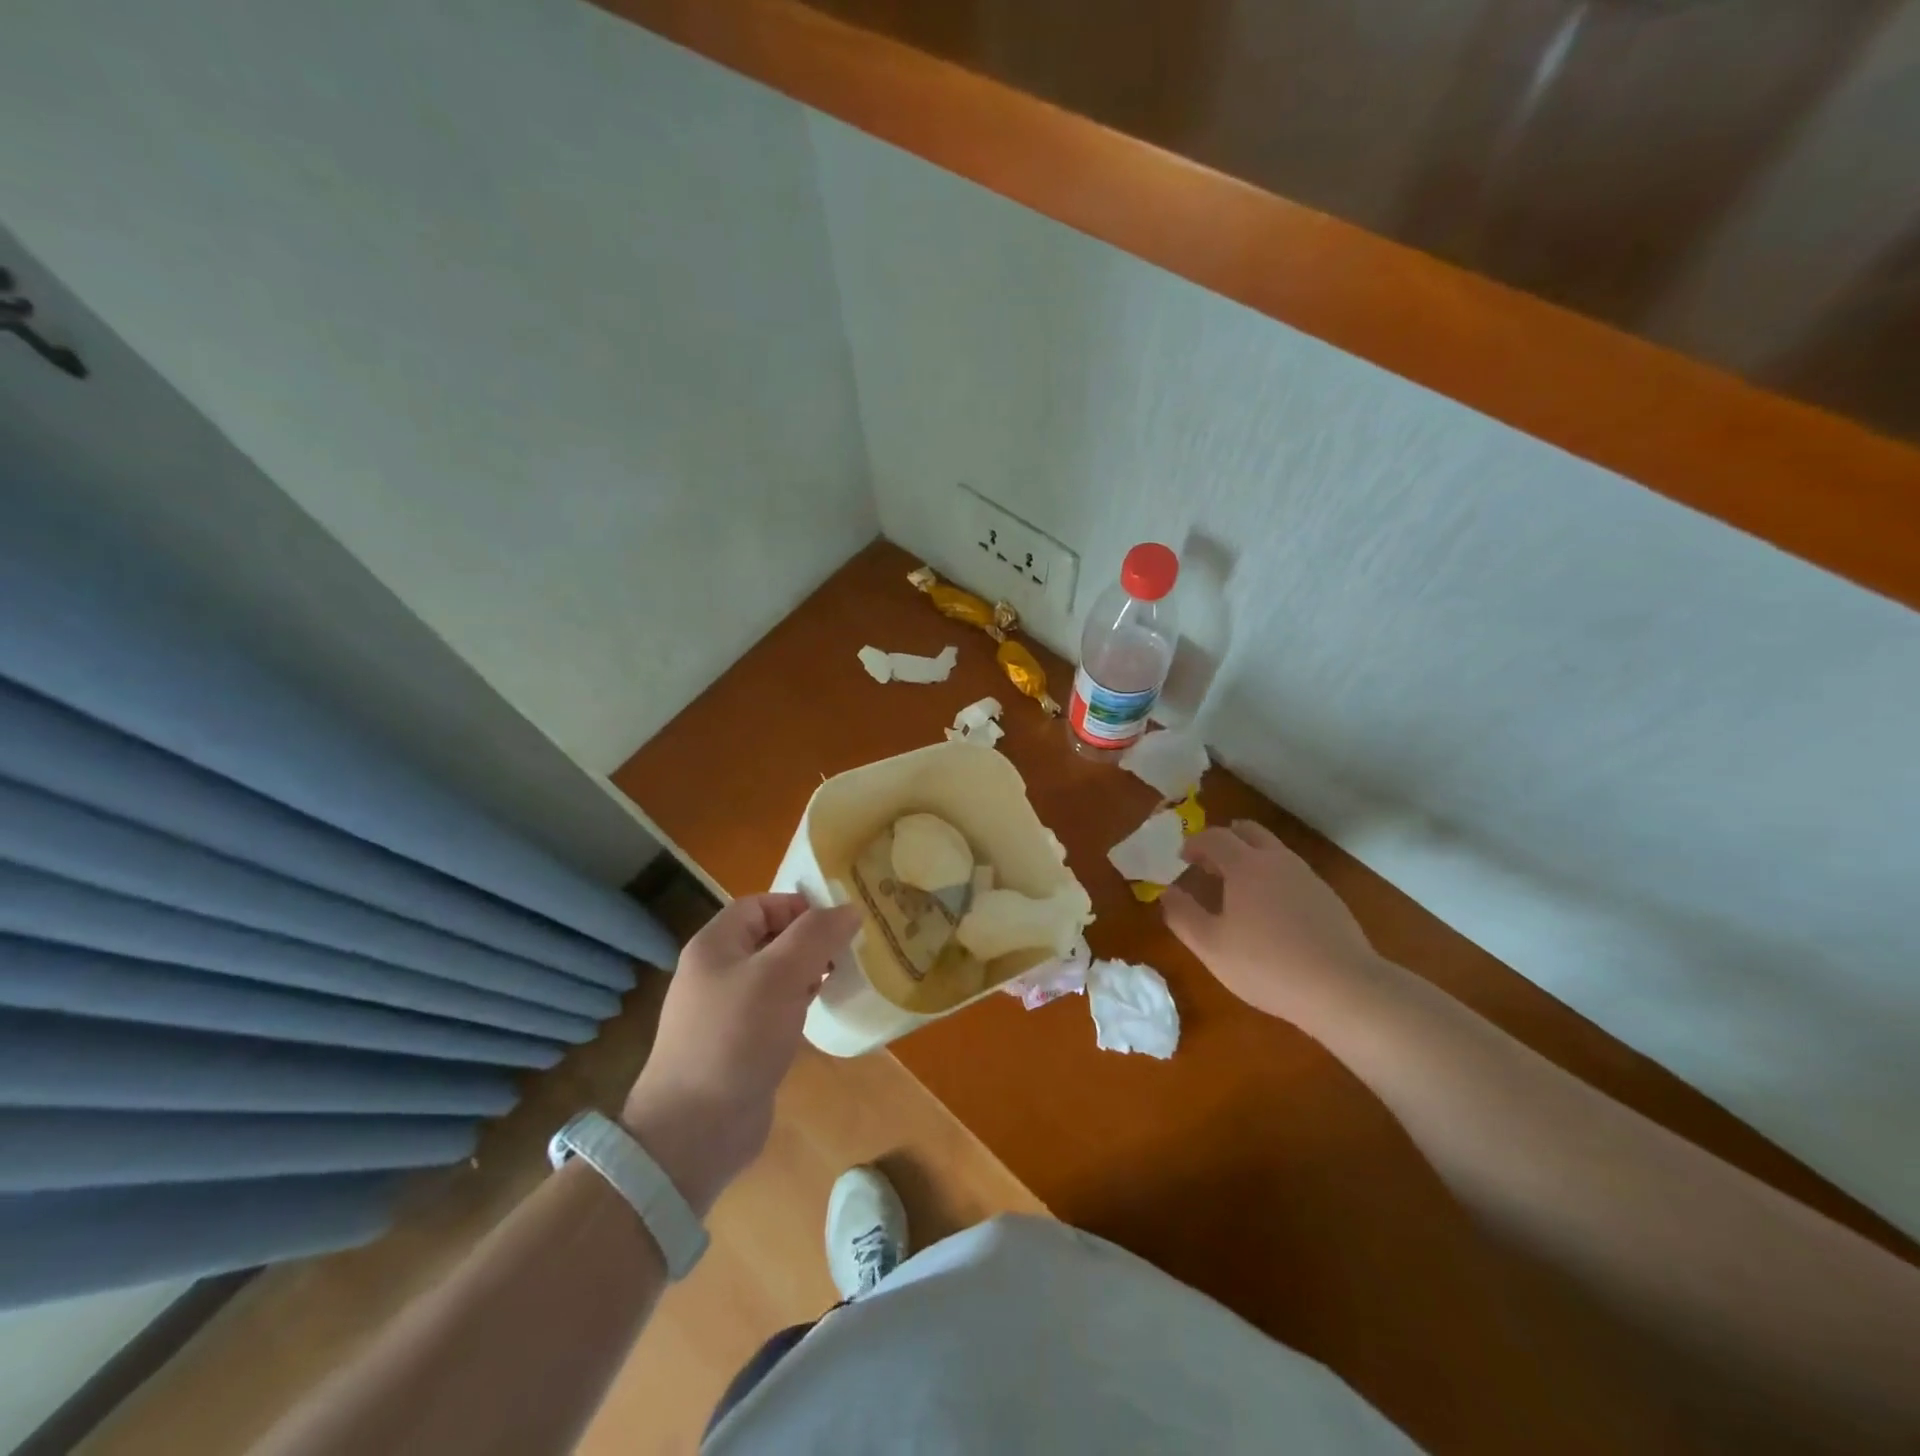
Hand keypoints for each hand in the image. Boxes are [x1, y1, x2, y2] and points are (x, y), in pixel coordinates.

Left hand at [622, 894, 859, 1212]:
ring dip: (808, 972)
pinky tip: (821, 1014)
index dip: (798, 906)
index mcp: (715, 946)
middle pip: (769, 938)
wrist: (695, 1130)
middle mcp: (717, 972)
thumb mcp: (780, 975)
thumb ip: (816, 935)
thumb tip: (849, 909)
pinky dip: (799, 1004)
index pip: (760, 905)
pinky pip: (774, 1010)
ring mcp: (726, 1012)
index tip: (838, 921)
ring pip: (775, 975)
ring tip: (843, 978)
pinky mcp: (739, 1045)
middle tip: (849, 950)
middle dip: (809, 940)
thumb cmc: (735, 1038)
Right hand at [1161, 821, 1379, 1020]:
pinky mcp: (1328, 898)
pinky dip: (1273, 878)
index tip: (1182, 858)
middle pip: (1248, 831)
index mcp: (1245, 865)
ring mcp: (1307, 877)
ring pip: (1273, 851)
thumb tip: (1167, 893)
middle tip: (1209, 863)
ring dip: (1250, 858)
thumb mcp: (1211, 946)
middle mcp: (1277, 860)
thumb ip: (1183, 916)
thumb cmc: (1266, 964)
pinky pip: (1292, 874)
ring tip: (1237, 889)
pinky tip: (1271, 913)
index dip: (1194, 843)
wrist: (1343, 987)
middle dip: (1225, 840)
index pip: (1214, 837)